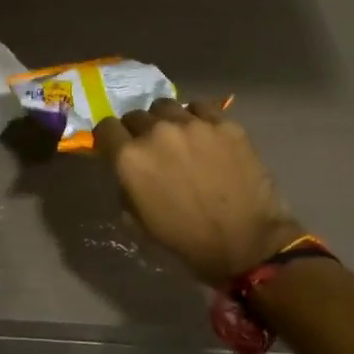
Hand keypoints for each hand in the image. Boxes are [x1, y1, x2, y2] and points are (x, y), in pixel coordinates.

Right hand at [94, 99, 302, 286]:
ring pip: (167, 106)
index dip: (109, 138)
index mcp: (130, 158)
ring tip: (181, 139)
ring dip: (167, 121)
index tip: (117, 148)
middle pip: (136, 115)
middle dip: (139, 131)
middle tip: (154, 150)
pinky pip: (201, 108)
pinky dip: (198, 118)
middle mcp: (156, 132)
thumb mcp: (137, 224)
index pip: (105, 128)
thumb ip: (125, 187)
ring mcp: (192, 124)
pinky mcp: (224, 124)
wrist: (248, 246)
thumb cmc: (187, 243)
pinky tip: (206, 136)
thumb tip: (127, 171)